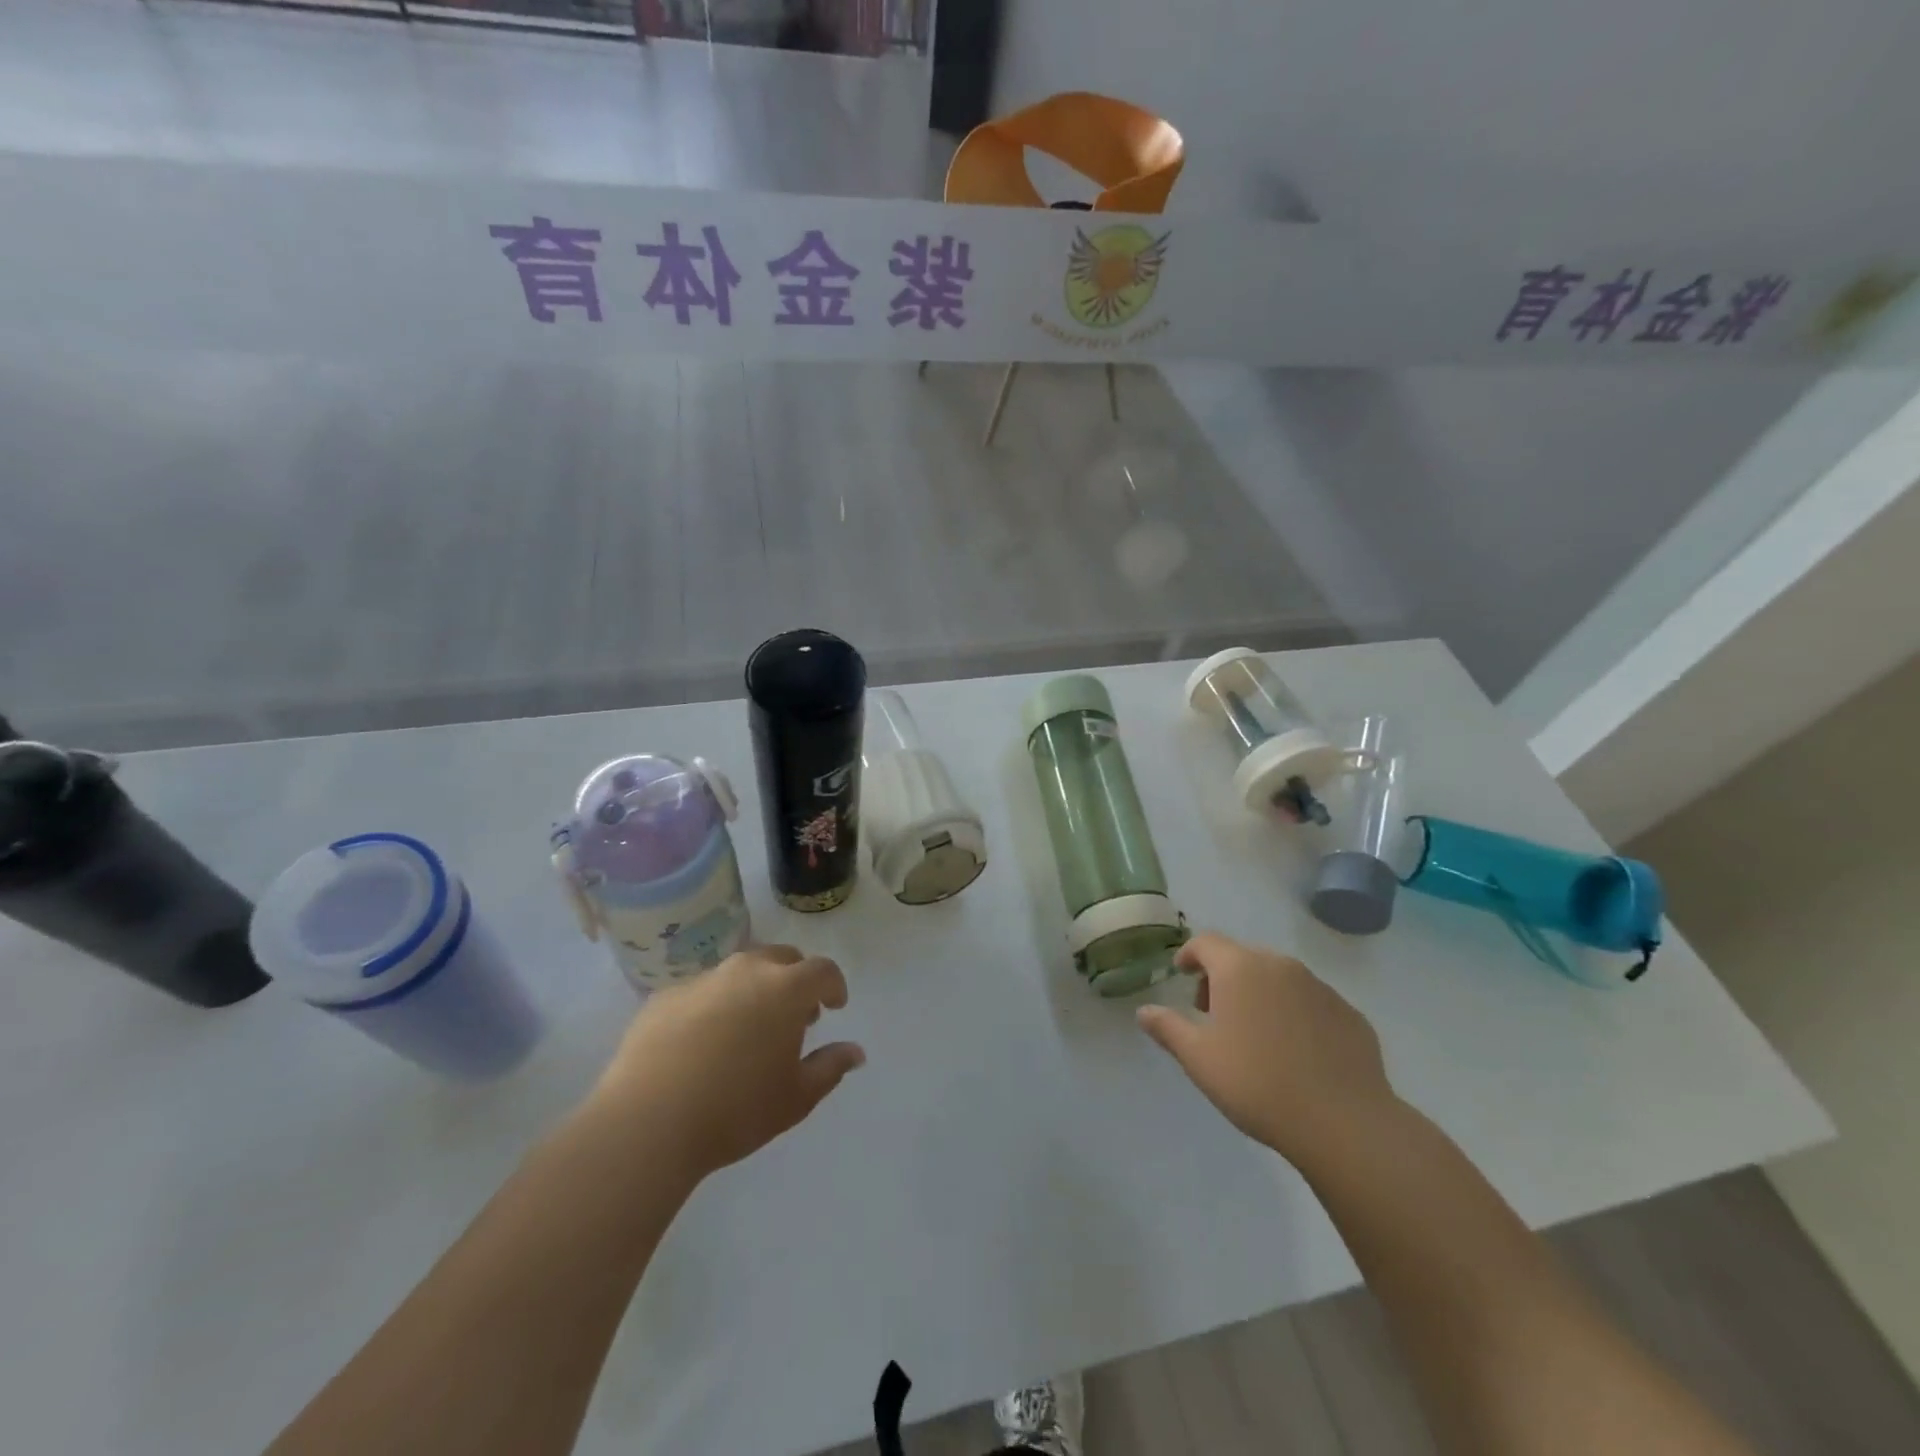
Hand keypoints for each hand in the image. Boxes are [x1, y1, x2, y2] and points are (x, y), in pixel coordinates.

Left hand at [590, 945, 864, 1180]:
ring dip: (754, 989)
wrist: (647, 1123)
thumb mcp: (797, 1097)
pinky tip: (703, 1043)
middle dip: (795, 980)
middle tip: (794, 1015)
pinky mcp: (664, 997)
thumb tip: (855, 1051)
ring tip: (748, 1029)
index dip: (833, 985)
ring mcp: (702, 980)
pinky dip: (714, 1006)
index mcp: (785, 989)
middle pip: (781, 958)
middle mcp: (746, 971)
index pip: (822, 970)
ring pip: (739, 971)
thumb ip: (830, 1067)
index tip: (834, 1007)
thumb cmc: (736, 1110)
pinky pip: (702, 991)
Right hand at [1136, 932, 1397, 1169]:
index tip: (1182, 974)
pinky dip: (1296, 1015)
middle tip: (1214, 1014)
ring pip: (1280, 979)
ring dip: (1261, 994)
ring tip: (1256, 1035)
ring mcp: (1320, 988)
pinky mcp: (1350, 1015)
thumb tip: (1144, 1011)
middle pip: (1243, 958)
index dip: (1189, 955)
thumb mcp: (1198, 1059)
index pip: (1206, 943)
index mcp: (1240, 969)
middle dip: (1224, 978)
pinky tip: (1296, 1052)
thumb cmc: (1256, 1083)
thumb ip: (1168, 1028)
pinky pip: (1312, 1003)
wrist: (1342, 1123)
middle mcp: (1280, 966)